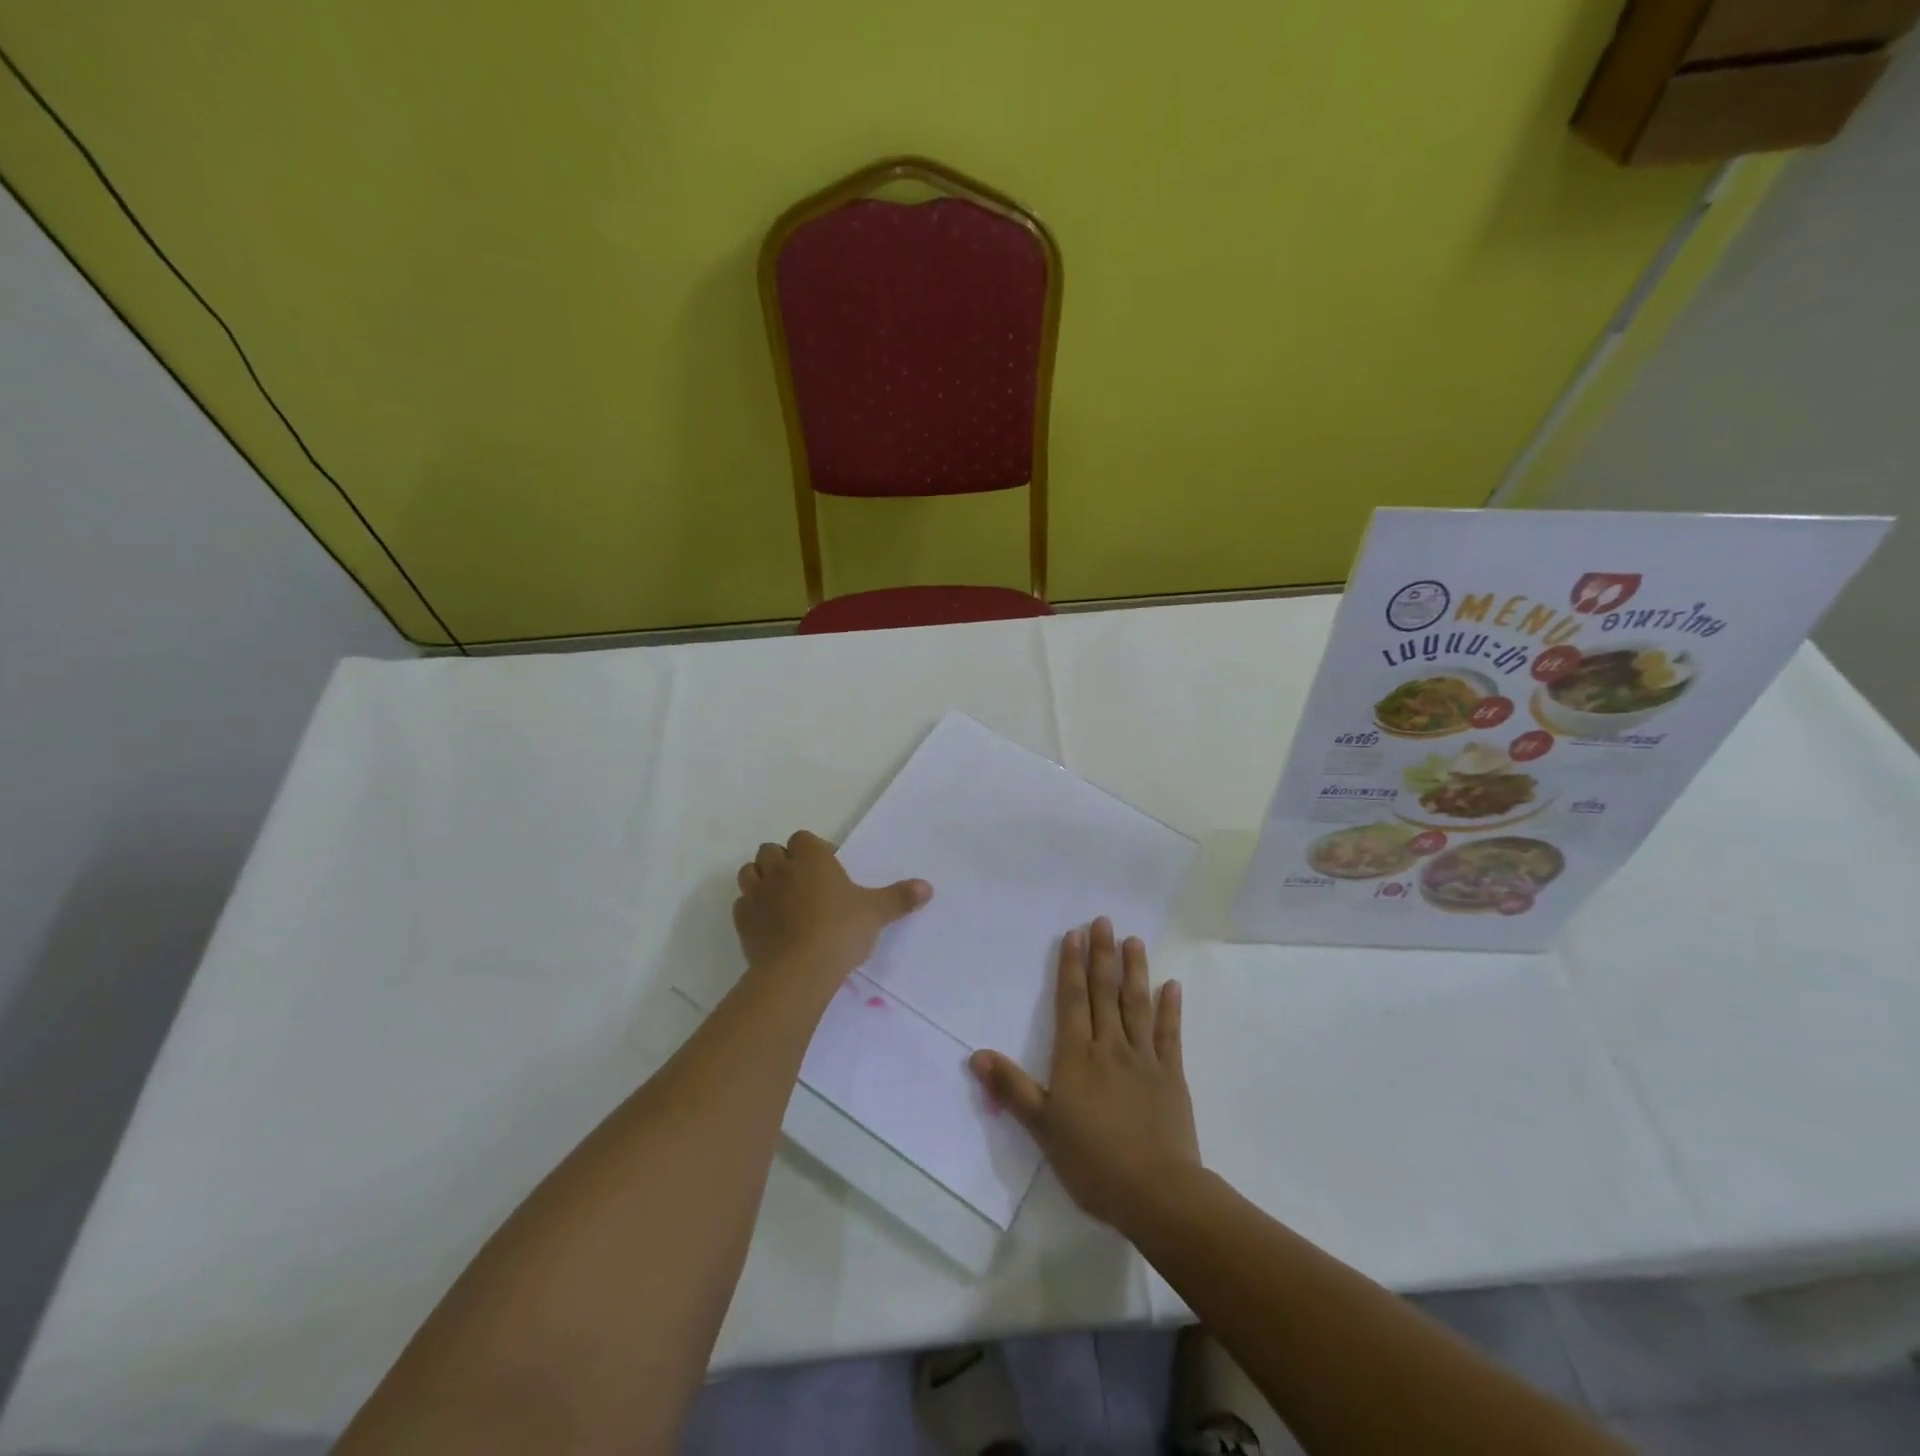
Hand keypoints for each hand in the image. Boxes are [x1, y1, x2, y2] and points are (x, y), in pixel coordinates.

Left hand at [733, 831, 930, 983]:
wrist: (799, 970)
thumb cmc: (840, 931)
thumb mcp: (876, 913)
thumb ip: (900, 898)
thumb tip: (928, 887)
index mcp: (811, 858)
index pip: (803, 839)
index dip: (813, 851)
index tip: (828, 870)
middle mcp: (780, 869)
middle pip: (771, 851)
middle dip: (783, 862)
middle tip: (804, 884)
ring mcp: (757, 895)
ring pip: (749, 873)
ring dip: (761, 880)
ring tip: (781, 900)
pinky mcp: (742, 922)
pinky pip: (742, 905)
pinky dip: (751, 909)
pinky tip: (767, 923)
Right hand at [970, 918, 1199, 1235]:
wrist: (1156, 1192)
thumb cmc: (1092, 1161)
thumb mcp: (1042, 1128)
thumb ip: (1012, 1089)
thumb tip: (976, 1055)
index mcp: (1076, 1057)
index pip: (1071, 1001)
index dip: (1071, 966)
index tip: (1075, 934)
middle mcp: (1109, 1047)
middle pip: (1104, 993)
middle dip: (1102, 956)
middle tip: (1104, 921)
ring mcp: (1143, 1059)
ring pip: (1136, 1005)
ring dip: (1134, 971)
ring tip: (1134, 941)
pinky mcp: (1171, 1076)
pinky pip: (1169, 1035)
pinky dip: (1170, 1009)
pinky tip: (1171, 985)